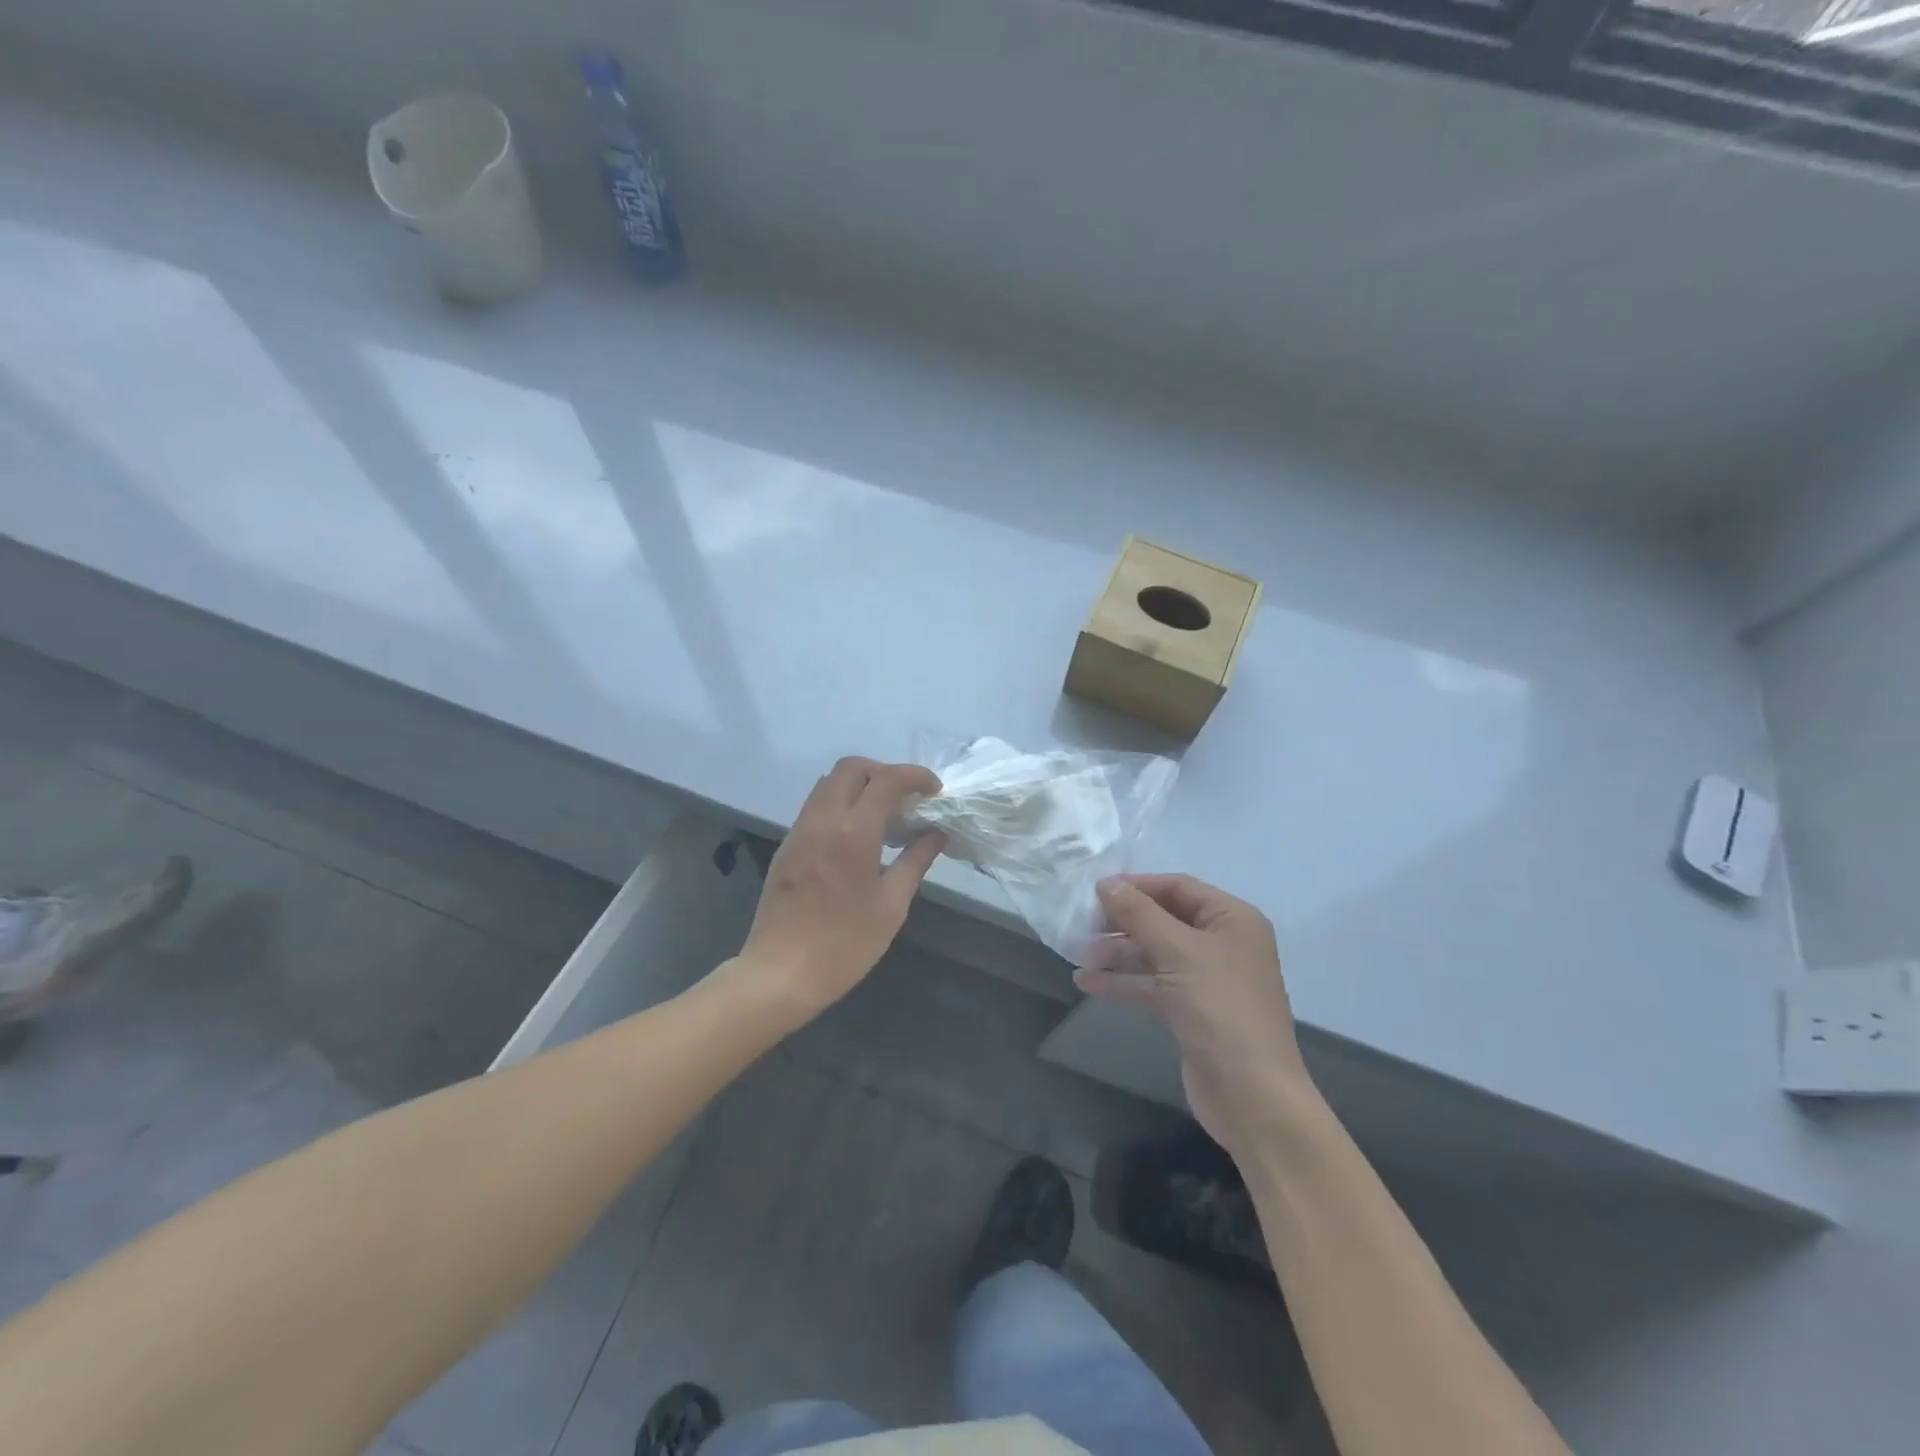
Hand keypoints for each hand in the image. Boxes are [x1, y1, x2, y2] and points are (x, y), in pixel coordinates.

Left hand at [738, 757, 944, 1020]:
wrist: (780, 974)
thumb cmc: (845, 944)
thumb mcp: (892, 905)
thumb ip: (916, 860)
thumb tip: (936, 833)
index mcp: (853, 831)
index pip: (886, 780)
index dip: (915, 776)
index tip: (935, 790)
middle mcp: (823, 819)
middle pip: (851, 768)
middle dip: (884, 771)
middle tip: (907, 797)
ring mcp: (800, 830)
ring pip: (829, 783)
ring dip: (860, 785)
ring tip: (885, 813)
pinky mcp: (787, 845)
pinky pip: (816, 806)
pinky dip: (841, 803)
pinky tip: (858, 835)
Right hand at [1076, 874, 1313, 1154]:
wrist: (1251, 1095)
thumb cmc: (1220, 1009)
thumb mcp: (1177, 952)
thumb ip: (1139, 914)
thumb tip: (1106, 883)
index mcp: (1231, 919)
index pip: (1178, 887)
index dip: (1137, 887)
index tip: (1095, 892)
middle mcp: (1223, 943)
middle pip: (1164, 919)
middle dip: (1124, 923)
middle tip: (1084, 927)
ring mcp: (1207, 979)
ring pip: (1155, 954)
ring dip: (1118, 953)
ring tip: (1079, 955)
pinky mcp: (1192, 1011)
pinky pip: (1153, 984)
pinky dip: (1124, 982)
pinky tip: (1087, 982)